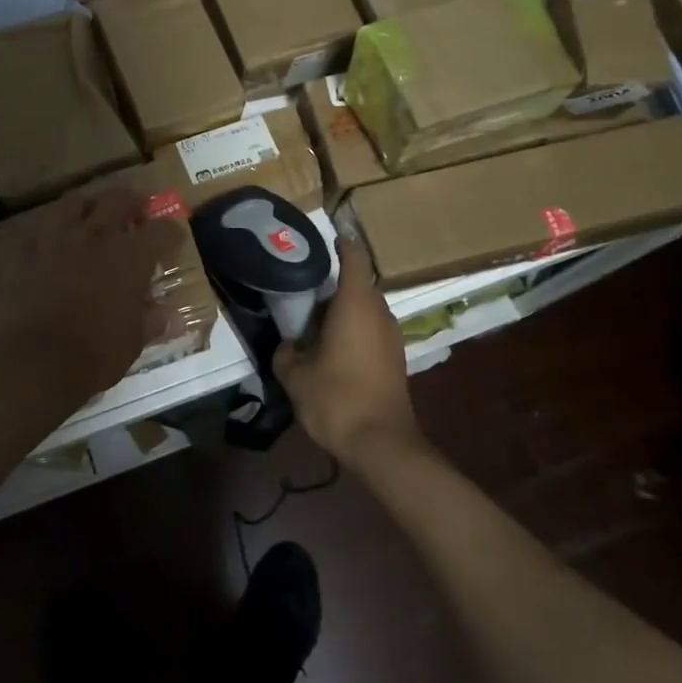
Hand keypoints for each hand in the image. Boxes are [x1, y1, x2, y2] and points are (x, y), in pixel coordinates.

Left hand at [0, 188, 185, 403]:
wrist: (34, 362)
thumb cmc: (95, 354)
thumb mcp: (133, 341)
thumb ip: (152, 321)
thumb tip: (174, 319)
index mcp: (131, 256)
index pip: (162, 230)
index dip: (172, 233)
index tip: (173, 242)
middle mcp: (97, 235)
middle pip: (120, 199)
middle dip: (133, 204)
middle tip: (136, 217)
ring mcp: (58, 238)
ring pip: (76, 201)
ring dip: (90, 206)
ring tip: (93, 220)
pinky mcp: (26, 250)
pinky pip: (42, 228)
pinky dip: (54, 232)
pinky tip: (56, 246)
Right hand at [273, 238, 420, 465]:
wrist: (381, 443)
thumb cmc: (337, 399)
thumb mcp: (295, 375)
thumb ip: (286, 352)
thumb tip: (288, 344)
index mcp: (355, 304)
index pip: (353, 258)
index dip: (340, 244)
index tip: (323, 239)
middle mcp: (379, 312)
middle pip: (358, 284)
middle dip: (332, 284)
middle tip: (302, 290)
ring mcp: (391, 336)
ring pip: (365, 309)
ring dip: (343, 310)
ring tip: (312, 322)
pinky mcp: (395, 358)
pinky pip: (371, 330)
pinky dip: (353, 330)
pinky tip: (331, 348)